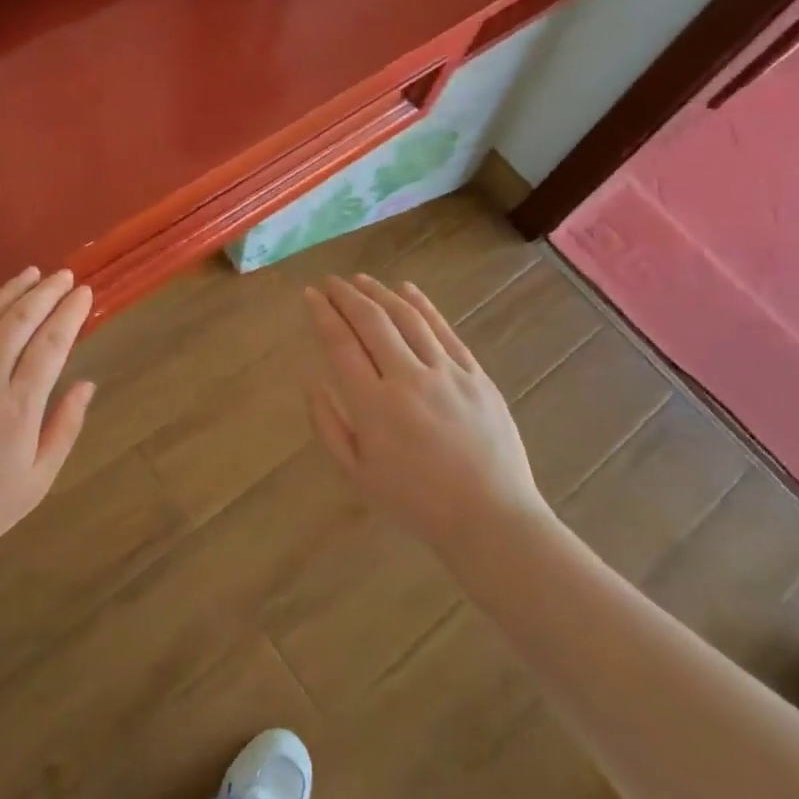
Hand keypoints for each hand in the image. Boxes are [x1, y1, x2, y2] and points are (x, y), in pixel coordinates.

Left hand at [0, 267, 95, 610]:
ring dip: (7, 292)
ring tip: (29, 274)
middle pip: (18, 322)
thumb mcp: (37, 482)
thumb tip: (86, 383)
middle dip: (45, 293)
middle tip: (63, 276)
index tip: (84, 293)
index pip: (51, 345)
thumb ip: (64, 428)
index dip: (70, 313)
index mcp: (17, 410)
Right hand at [303, 275, 548, 554]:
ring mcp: (447, 373)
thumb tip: (311, 382)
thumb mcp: (357, 475)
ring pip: (408, 318)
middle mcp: (408, 379)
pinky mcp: (476, 374)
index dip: (322, 315)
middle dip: (346, 295)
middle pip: (372, 321)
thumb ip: (328, 425)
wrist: (490, 518)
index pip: (340, 344)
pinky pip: (445, 330)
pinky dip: (423, 305)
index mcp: (374, 406)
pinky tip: (407, 289)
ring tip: (360, 280)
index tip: (309, 295)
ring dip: (380, 293)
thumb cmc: (415, 502)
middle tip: (329, 282)